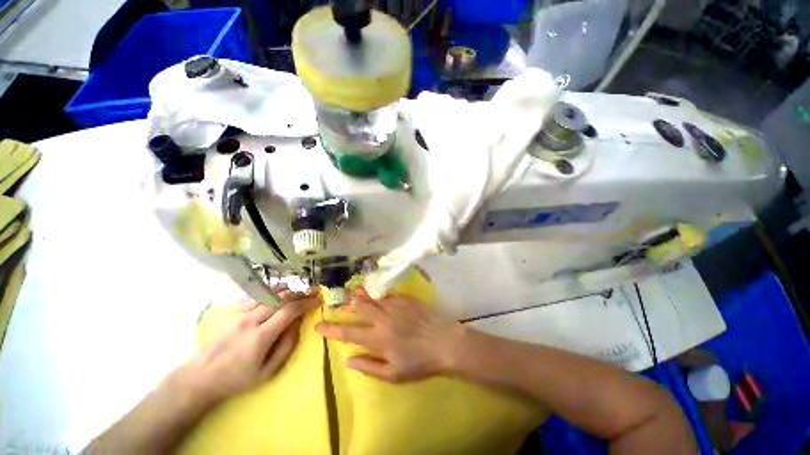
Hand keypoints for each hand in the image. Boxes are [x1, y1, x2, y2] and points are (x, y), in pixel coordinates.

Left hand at [172, 287, 320, 403]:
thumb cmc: (236, 379)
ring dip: (288, 290)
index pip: (289, 311)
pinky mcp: (233, 313)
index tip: (318, 301)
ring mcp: (240, 314)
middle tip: (313, 292)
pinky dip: (270, 291)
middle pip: (281, 298)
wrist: (200, 378)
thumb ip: (286, 347)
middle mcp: (251, 320)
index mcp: (261, 336)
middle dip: (300, 293)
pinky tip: (278, 292)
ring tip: (300, 291)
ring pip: (269, 294)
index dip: (306, 303)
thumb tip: (298, 325)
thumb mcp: (267, 372)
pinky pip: (256, 296)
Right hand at [316, 289, 462, 381]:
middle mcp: (382, 318)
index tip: (318, 326)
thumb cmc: (419, 362)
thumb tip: (348, 360)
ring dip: (358, 296)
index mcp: (377, 339)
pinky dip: (376, 293)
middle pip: (357, 308)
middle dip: (344, 306)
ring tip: (350, 294)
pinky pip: (385, 293)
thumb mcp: (393, 374)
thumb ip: (369, 366)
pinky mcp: (404, 298)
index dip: (330, 329)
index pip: (347, 333)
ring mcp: (393, 305)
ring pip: (370, 297)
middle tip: (336, 305)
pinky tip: (374, 293)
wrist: (444, 342)